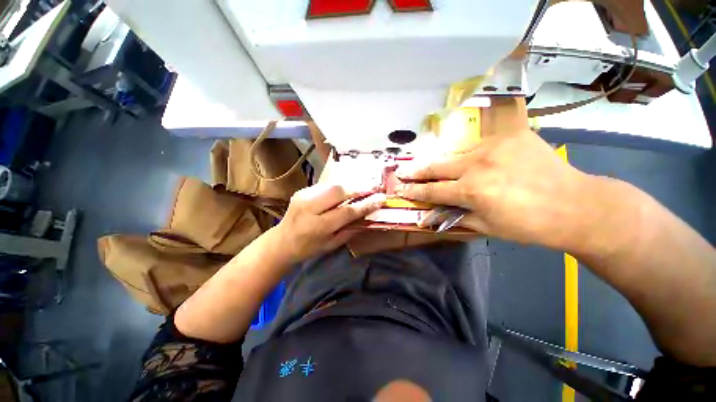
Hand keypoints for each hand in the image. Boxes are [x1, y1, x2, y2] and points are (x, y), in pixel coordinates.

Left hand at [274, 183, 385, 261]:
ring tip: (363, 187)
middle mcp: (309, 208)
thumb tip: (368, 215)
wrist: (282, 241)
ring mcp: (304, 196)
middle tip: (373, 188)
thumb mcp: (332, 244)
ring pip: (333, 184)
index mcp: (318, 226)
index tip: (380, 198)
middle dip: (358, 188)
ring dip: (351, 185)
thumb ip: (350, 229)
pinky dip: (340, 186)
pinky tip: (347, 190)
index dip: (365, 204)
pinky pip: (326, 185)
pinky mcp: (303, 190)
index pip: (347, 211)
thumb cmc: (309, 247)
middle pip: (339, 191)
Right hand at [395, 128, 589, 248]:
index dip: (413, 190)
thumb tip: (432, 215)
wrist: (575, 204)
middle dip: (417, 170)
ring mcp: (494, 147)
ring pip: (457, 154)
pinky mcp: (510, 136)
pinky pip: (481, 145)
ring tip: (438, 168)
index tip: (400, 188)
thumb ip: (455, 216)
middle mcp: (477, 165)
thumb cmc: (529, 225)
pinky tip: (474, 161)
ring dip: (446, 163)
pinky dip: (472, 155)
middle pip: (437, 166)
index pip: (431, 190)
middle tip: (403, 171)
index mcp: (471, 191)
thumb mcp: (487, 227)